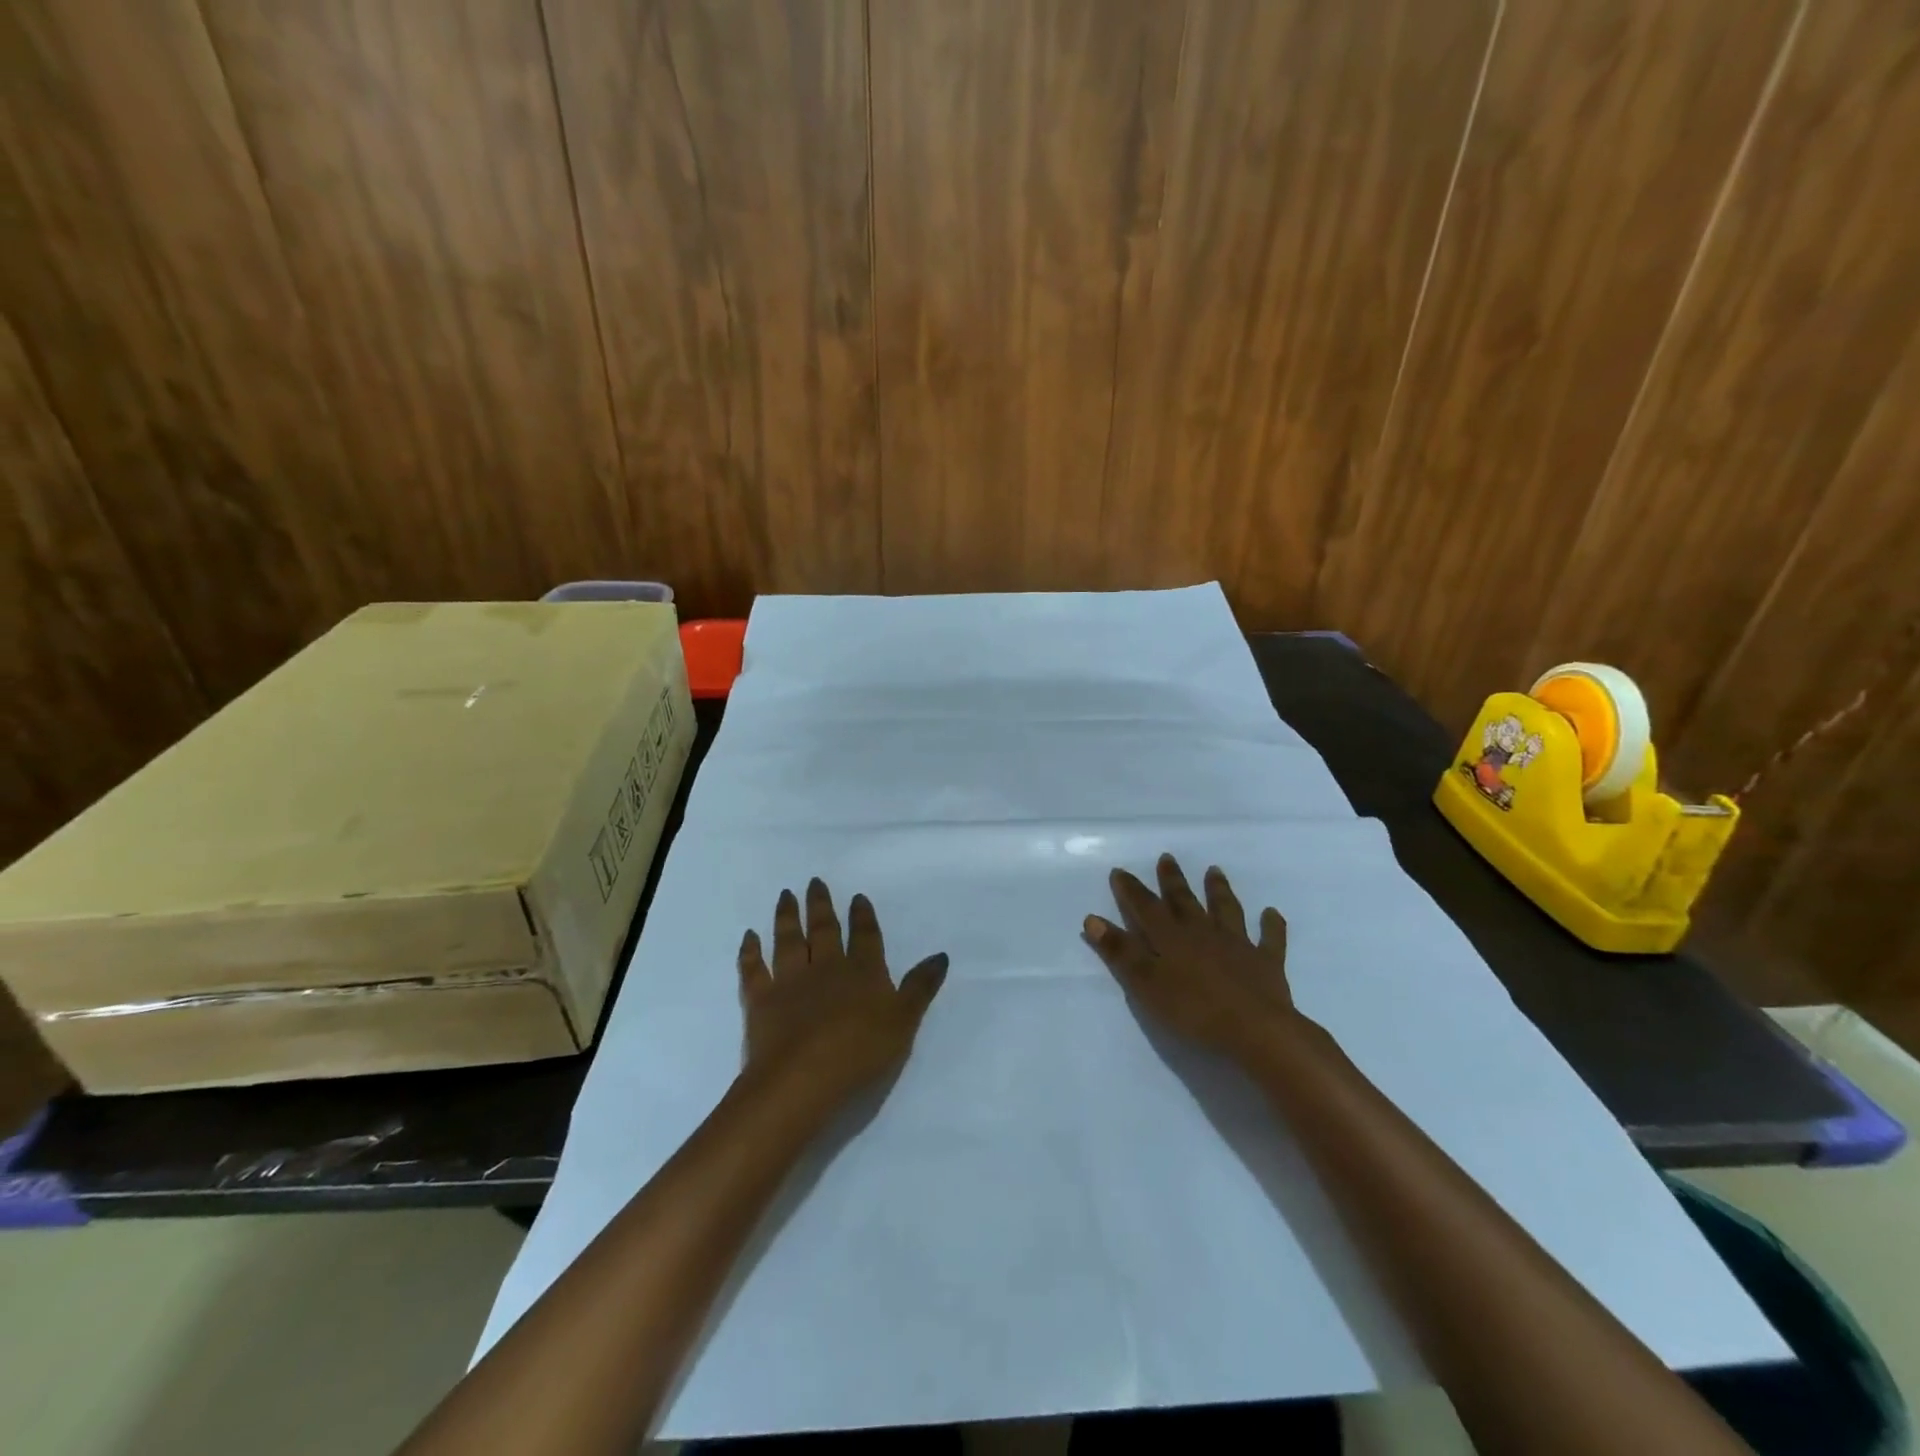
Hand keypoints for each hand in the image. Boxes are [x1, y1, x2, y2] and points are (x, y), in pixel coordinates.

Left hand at [737, 878, 948, 1113]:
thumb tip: (940, 956)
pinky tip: (749, 936)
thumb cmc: (860, 1054)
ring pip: (789, 940)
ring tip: (786, 895)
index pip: (866, 937)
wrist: (802, 1079)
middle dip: (821, 905)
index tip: (857, 897)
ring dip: (787, 916)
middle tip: (814, 882)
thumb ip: (920, 988)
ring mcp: (790, 981)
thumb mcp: (904, 1023)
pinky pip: (754, 968)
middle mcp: (826, 968)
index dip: (863, 916)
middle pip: (824, 930)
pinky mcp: (760, 1000)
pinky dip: (750, 951)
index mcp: (863, 972)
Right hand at [1083, 854, 1295, 1064]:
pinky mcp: (1265, 962)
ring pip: (1225, 909)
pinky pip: (1269, 938)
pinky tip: (1272, 914)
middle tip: (1167, 857)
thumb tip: (1092, 919)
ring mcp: (1237, 944)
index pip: (1145, 907)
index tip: (1120, 871)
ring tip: (1215, 871)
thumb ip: (1121, 952)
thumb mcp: (1146, 984)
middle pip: (1184, 900)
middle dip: (1172, 879)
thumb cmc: (1194, 1010)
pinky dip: (1271, 925)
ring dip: (1219, 890)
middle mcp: (1202, 931)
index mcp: (1171, 937)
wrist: (1256, 1029)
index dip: (1131, 890)